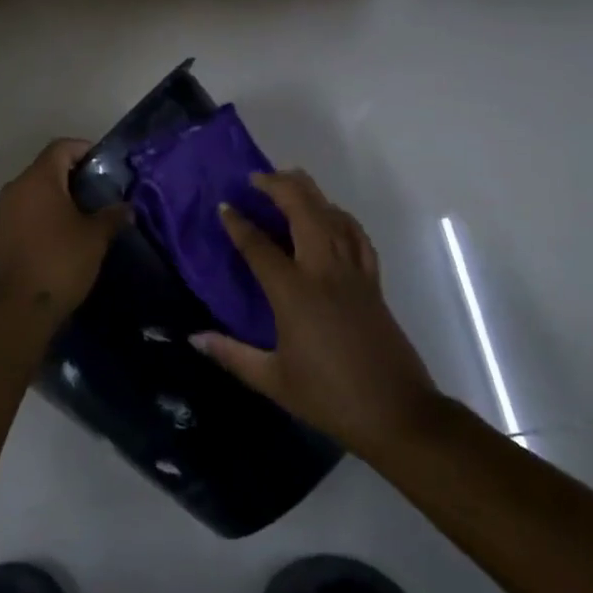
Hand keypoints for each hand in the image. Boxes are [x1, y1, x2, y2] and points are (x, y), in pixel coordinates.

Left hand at [0, 139, 125, 325]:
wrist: (18, 309)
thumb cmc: (60, 262)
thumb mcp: (95, 238)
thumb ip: (111, 216)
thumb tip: (125, 208)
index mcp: (38, 179)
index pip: (60, 148)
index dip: (83, 149)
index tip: (101, 164)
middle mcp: (13, 189)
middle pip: (43, 170)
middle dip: (68, 177)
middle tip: (94, 194)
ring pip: (28, 196)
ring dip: (48, 201)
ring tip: (72, 219)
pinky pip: (15, 220)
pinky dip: (31, 223)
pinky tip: (45, 240)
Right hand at [192, 170, 439, 459]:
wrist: (398, 413)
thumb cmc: (330, 398)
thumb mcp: (273, 381)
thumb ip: (231, 355)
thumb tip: (194, 338)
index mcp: (294, 293)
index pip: (259, 246)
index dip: (238, 223)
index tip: (224, 206)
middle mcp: (323, 271)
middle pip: (302, 211)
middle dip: (278, 187)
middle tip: (256, 178)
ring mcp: (353, 273)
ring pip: (332, 216)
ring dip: (309, 192)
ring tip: (290, 180)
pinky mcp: (373, 282)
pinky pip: (357, 236)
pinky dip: (341, 217)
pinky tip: (332, 214)